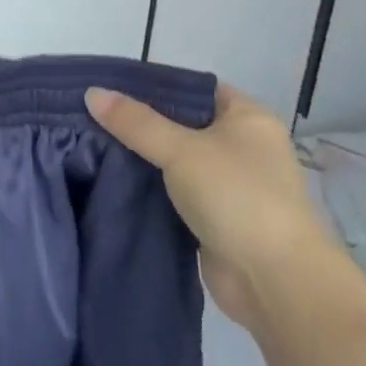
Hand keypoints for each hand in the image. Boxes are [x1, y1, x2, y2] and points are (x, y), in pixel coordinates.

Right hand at [85, 83, 338, 329]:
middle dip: (140, 123)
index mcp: (248, 119)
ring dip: (142, 158)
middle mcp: (242, 147)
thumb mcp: (181, 150)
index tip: (110, 87)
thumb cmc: (237, 197)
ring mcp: (229, 185)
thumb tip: (92, 93)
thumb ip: (136, 122)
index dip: (155, 85)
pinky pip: (174, 193)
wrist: (274, 281)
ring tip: (92, 145)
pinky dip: (149, 189)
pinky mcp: (214, 218)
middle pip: (181, 124)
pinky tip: (112, 181)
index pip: (195, 89)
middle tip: (92, 116)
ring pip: (175, 161)